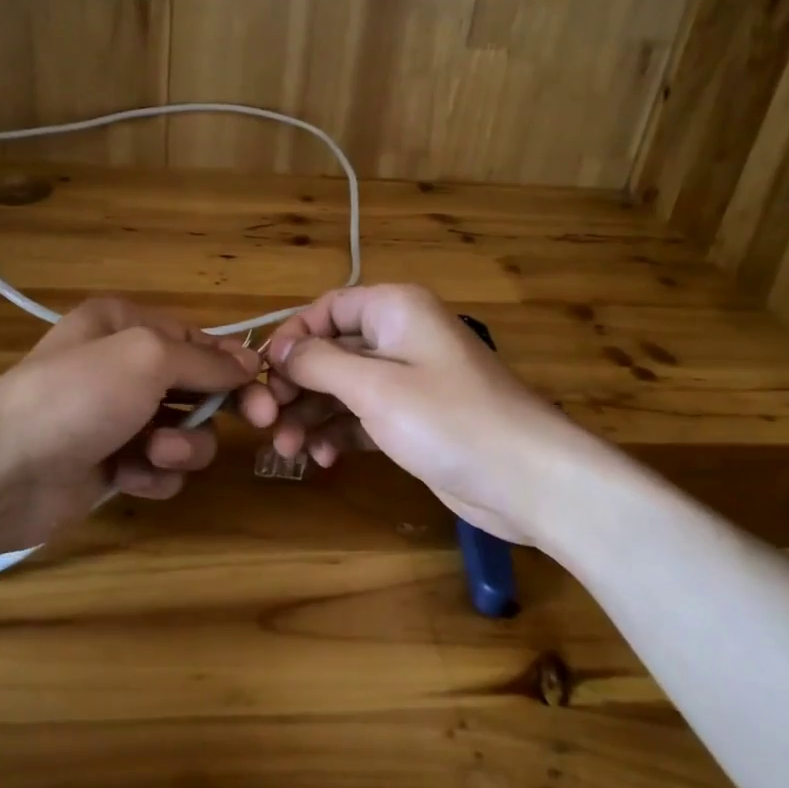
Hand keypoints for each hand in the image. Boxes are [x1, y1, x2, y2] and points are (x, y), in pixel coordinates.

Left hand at [0, 299, 259, 562]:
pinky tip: (130, 477)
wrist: (2, 471)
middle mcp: (123, 367)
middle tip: (259, 423)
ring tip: (153, 454)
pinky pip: (160, 467)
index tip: (268, 392)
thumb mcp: (147, 357)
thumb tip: (249, 362)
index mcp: (125, 325)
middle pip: (198, 386)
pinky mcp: (113, 465)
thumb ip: (204, 360)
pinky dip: (153, 474)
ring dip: (181, 446)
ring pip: (185, 431)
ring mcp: (117, 418)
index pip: (199, 340)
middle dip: (218, 408)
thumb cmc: (78, 396)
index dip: (235, 365)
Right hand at [237, 284, 584, 546]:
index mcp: (394, 310)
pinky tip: (323, 459)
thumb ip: (319, 363)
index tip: (261, 374)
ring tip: (287, 450)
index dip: (291, 337)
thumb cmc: (448, 419)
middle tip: (267, 423)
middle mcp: (399, 337)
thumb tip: (277, 349)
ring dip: (311, 415)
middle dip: (296, 386)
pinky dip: (338, 433)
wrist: (527, 479)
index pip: (327, 308)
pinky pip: (361, 416)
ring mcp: (407, 381)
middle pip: (330, 351)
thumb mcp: (375, 386)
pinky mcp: (412, 420)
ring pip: (342, 388)